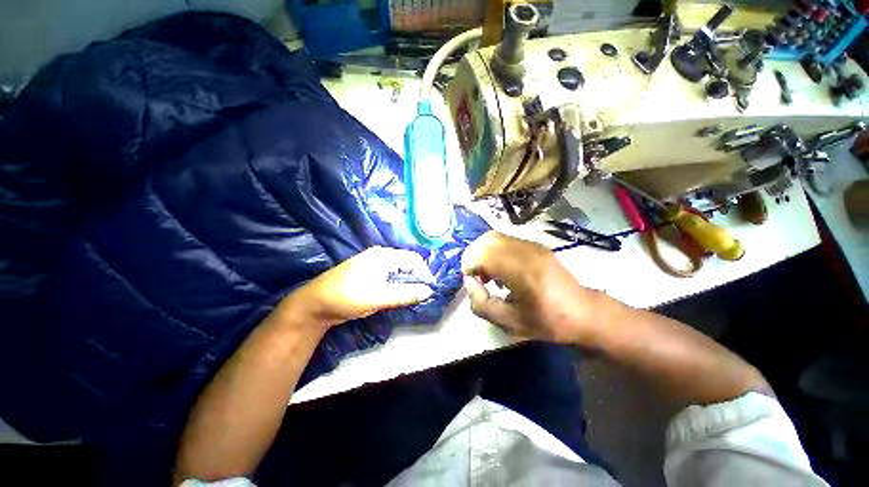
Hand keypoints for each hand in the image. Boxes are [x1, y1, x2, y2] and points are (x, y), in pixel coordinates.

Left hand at [280, 247, 434, 328]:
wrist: (315, 304)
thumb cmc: (348, 296)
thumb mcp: (380, 296)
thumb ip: (406, 293)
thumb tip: (429, 291)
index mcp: (384, 255)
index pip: (413, 260)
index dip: (424, 273)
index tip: (429, 290)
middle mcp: (380, 256)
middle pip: (407, 263)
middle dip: (417, 277)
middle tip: (422, 294)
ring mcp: (373, 264)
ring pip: (398, 270)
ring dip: (407, 281)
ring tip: (413, 295)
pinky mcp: (368, 274)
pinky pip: (389, 275)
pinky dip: (397, 283)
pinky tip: (398, 294)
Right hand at [461, 231, 611, 344]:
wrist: (583, 312)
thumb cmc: (546, 322)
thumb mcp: (508, 323)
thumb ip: (480, 303)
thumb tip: (470, 281)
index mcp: (522, 272)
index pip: (482, 254)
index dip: (469, 266)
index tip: (473, 282)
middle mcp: (526, 252)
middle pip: (486, 240)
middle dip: (473, 256)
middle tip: (478, 277)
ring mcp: (532, 245)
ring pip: (494, 237)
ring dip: (483, 252)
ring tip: (489, 274)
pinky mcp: (535, 244)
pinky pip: (505, 240)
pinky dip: (494, 251)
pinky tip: (502, 269)